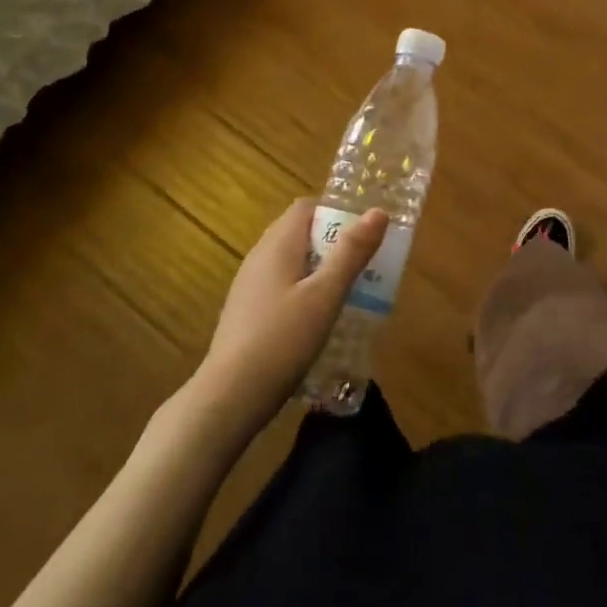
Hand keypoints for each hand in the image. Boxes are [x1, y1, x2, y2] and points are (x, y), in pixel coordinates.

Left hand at [195, 199, 386, 431]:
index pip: (306, 207)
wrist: (228, 399)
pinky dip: (303, 291)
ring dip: (320, 269)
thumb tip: (378, 211)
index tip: (363, 234)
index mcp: (277, 245)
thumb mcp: (325, 295)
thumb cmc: (282, 340)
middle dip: (333, 242)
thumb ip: (351, 253)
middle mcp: (259, 257)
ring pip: (291, 262)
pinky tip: (317, 321)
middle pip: (300, 233)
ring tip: (347, 293)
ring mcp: (249, 286)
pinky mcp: (246, 314)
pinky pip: (281, 286)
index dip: (336, 212)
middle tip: (363, 265)